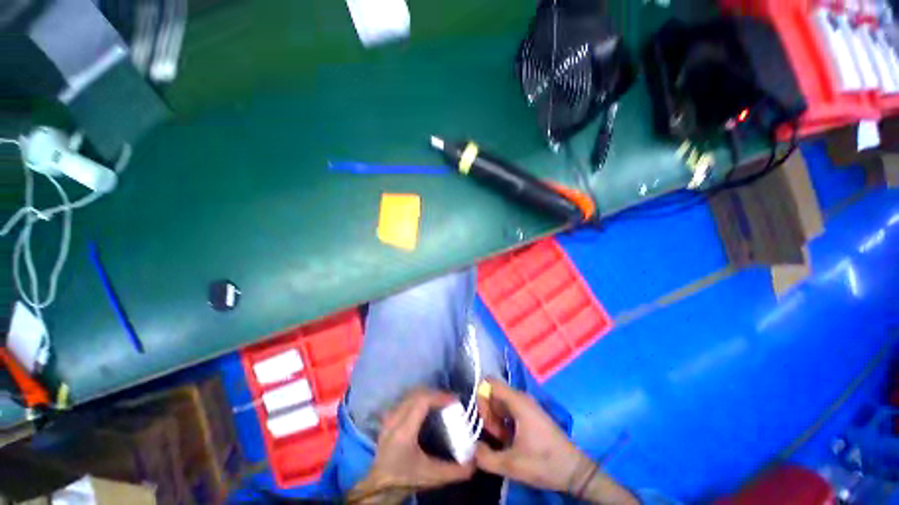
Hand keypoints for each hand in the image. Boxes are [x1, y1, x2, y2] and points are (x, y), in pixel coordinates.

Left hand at [348, 389, 474, 503]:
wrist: (378, 487)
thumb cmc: (404, 479)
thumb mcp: (431, 477)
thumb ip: (454, 471)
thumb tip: (475, 461)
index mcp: (404, 430)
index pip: (422, 401)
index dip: (440, 396)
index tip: (455, 400)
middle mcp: (395, 418)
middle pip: (417, 393)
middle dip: (436, 393)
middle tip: (450, 401)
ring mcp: (389, 416)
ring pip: (411, 394)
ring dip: (427, 394)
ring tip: (440, 403)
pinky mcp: (388, 418)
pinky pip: (406, 400)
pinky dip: (419, 398)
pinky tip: (426, 408)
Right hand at [475, 379, 637, 503]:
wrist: (575, 471)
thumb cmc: (544, 463)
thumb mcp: (512, 465)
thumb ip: (485, 457)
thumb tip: (471, 448)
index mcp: (517, 401)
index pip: (489, 383)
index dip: (481, 398)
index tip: (482, 420)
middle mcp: (521, 397)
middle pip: (493, 393)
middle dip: (488, 413)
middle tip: (494, 436)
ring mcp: (526, 404)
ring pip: (500, 402)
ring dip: (495, 419)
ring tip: (502, 440)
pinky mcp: (529, 413)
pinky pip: (508, 409)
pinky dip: (503, 422)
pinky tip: (509, 440)